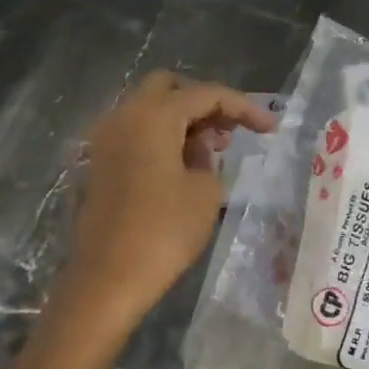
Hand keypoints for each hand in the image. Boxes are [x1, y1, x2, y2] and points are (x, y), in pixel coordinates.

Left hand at [64, 71, 277, 323]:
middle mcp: (123, 116)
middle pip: (169, 88)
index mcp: (153, 115)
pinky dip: (160, 137)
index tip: (271, 128)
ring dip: (181, 120)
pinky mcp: (97, 164)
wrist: (106, 280)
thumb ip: (208, 157)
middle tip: (230, 131)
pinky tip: (180, 166)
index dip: (243, 107)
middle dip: (204, 103)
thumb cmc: (162, 232)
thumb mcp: (205, 192)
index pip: (206, 94)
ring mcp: (104, 139)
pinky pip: (135, 134)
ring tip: (211, 152)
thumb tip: (197, 146)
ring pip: (149, 110)